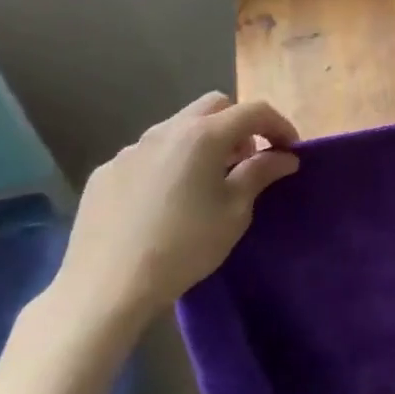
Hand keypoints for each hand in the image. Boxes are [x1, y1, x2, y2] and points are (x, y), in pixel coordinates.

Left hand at [52, 93, 299, 326]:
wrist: (105, 288)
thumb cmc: (184, 247)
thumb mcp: (235, 212)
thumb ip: (261, 173)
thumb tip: (285, 157)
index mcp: (203, 136)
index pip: (254, 111)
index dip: (279, 125)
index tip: (289, 151)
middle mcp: (166, 131)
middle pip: (214, 106)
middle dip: (238, 124)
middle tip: (246, 161)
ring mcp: (131, 150)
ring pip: (178, 127)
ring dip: (202, 142)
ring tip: (205, 182)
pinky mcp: (106, 173)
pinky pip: (148, 154)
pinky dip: (169, 163)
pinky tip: (165, 202)